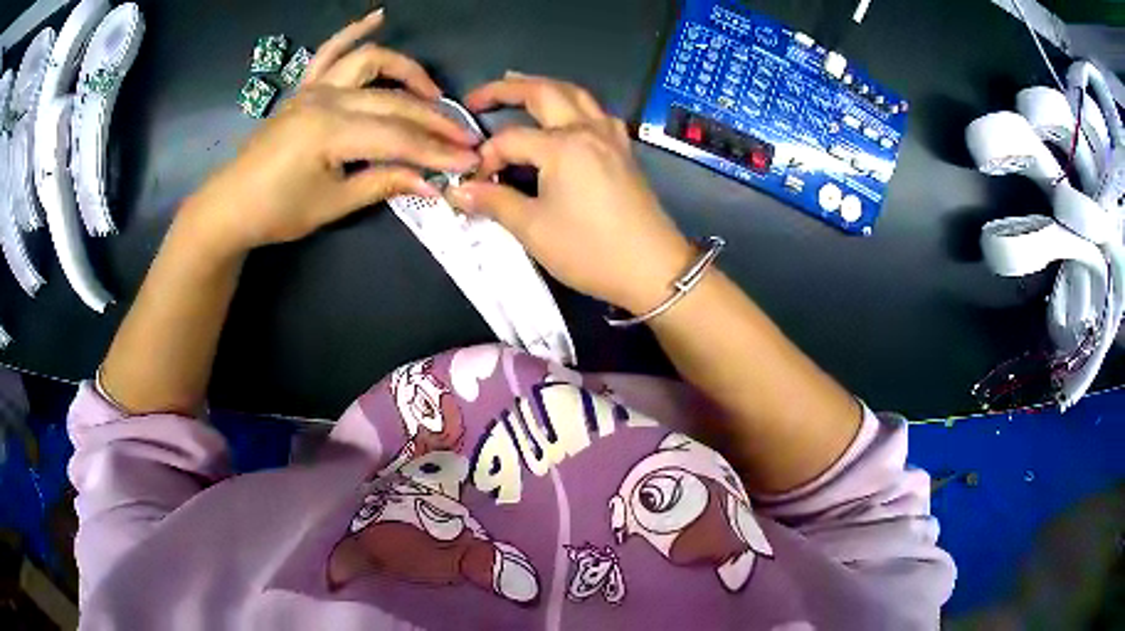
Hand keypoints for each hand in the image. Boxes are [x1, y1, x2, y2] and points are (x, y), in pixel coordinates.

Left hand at [185, 9, 478, 253]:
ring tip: (432, 92)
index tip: (470, 159)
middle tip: (464, 137)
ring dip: (406, 72)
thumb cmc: (276, 212)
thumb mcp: (331, 205)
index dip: (436, 150)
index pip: (397, 137)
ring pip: (370, 62)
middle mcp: (325, 99)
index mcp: (329, 132)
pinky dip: (353, 31)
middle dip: (433, 121)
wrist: (231, 205)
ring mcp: (313, 88)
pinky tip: (378, 17)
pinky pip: (329, 51)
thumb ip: (383, 184)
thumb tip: (432, 183)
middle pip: (393, 102)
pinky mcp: (303, 87)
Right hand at [449, 73, 692, 313]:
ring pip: (575, 94)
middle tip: (478, 97)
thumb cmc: (590, 250)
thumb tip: (458, 191)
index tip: (473, 185)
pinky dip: (573, 103)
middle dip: (507, 88)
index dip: (486, 158)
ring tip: (518, 87)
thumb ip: (494, 202)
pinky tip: (566, 115)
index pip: (509, 139)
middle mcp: (587, 129)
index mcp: (563, 145)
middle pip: (545, 91)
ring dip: (544, 87)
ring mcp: (610, 136)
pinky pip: (595, 112)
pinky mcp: (623, 149)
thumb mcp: (534, 229)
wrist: (653, 269)